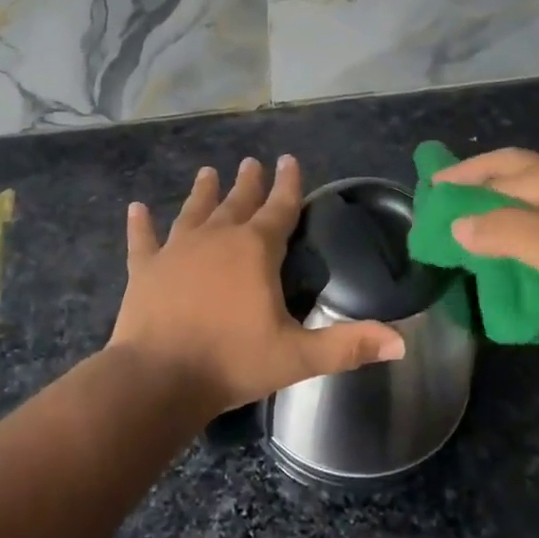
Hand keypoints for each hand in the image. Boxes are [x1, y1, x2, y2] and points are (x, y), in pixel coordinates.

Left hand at [110, 155, 405, 417]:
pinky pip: (143, 240)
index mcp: (255, 250)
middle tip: (252, 162)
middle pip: (237, 201)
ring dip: (203, 192)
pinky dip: (140, 224)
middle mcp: (216, 238)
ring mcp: (176, 250)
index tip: (289, 159)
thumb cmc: (232, 362)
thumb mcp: (298, 356)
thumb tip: (402, 342)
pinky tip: (136, 208)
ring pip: (194, 211)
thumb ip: (349, 345)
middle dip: (248, 182)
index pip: (279, 208)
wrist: (158, 378)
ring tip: (208, 172)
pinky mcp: (145, 269)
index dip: (288, 184)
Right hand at [433, 149, 538, 313]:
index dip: (460, 177)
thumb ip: (500, 233)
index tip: (430, 187)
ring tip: (486, 214)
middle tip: (451, 189)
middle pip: (517, 167)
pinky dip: (533, 212)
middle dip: (481, 175)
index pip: (494, 169)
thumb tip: (457, 223)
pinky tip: (536, 233)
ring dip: (507, 194)